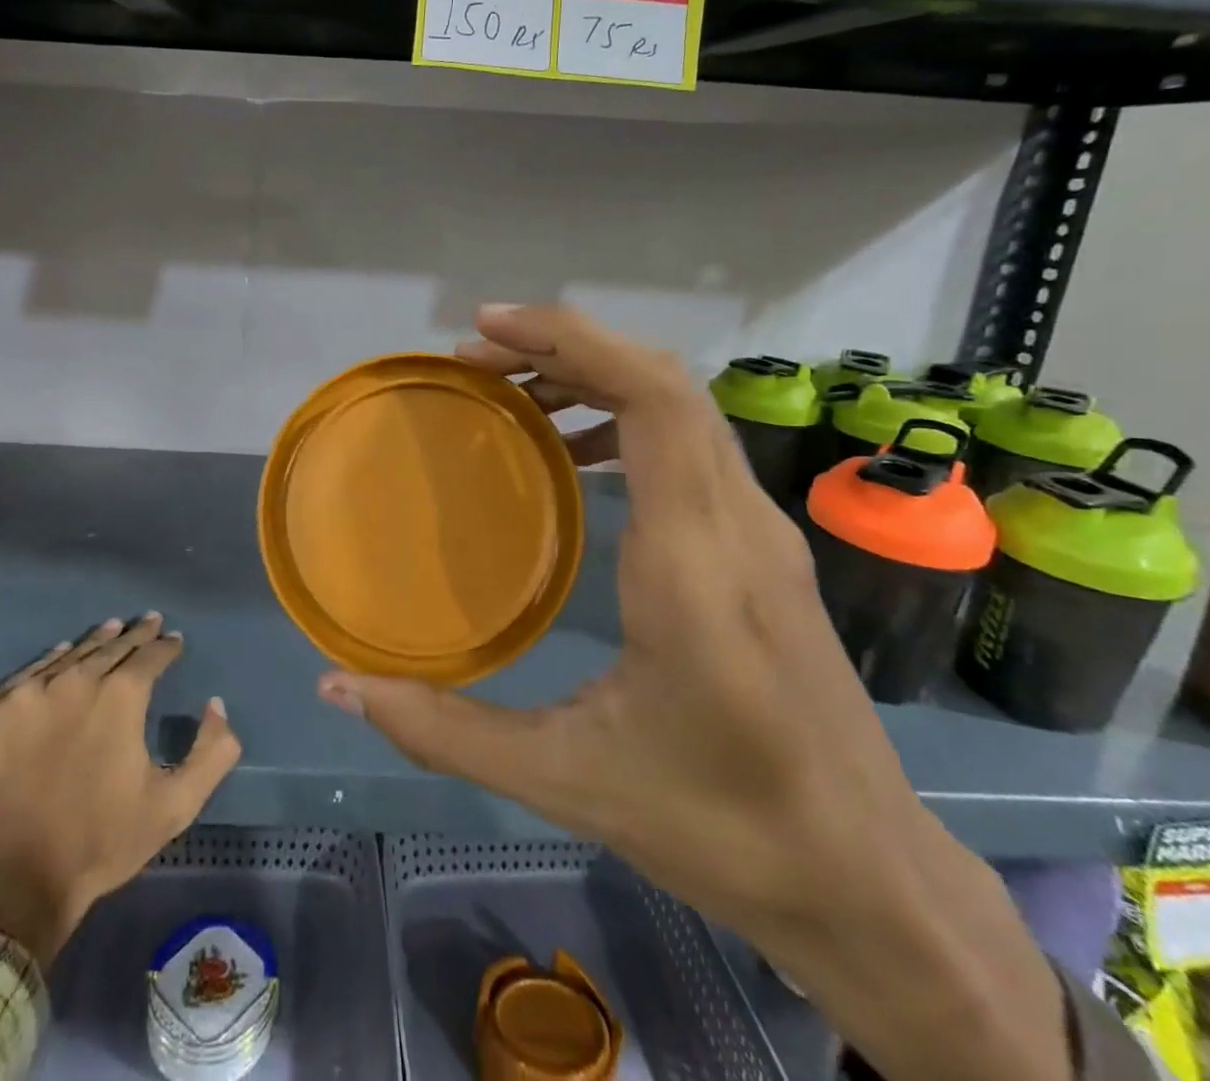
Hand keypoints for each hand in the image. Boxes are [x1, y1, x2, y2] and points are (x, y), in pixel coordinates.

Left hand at [0, 614, 239, 972]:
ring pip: (71, 654)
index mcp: (121, 696)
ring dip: (97, 641)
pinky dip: (51, 660)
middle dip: (136, 634)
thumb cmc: (98, 844)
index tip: (175, 640)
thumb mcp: (174, 806)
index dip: (167, 646)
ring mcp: (28, 694)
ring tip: (112, 628)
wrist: (7, 888)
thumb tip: (216, 705)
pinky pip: (29, 674)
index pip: (152, 654)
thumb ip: (213, 753)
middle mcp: (76, 680)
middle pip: (113, 646)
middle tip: (149, 621)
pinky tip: (61, 655)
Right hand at [316, 305, 1072, 1080]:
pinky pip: (690, 447)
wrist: (867, 880)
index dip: (571, 340)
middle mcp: (738, 523)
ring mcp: (761, 531)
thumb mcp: (566, 780)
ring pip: (683, 408)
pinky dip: (625, 419)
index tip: (487, 328)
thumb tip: (341, 686)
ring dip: (596, 376)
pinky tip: (571, 456)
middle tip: (476, 356)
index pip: (653, 398)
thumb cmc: (720, 827)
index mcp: (694, 561)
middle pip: (665, 382)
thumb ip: (445, 729)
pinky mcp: (762, 549)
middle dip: (566, 346)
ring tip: (511, 393)